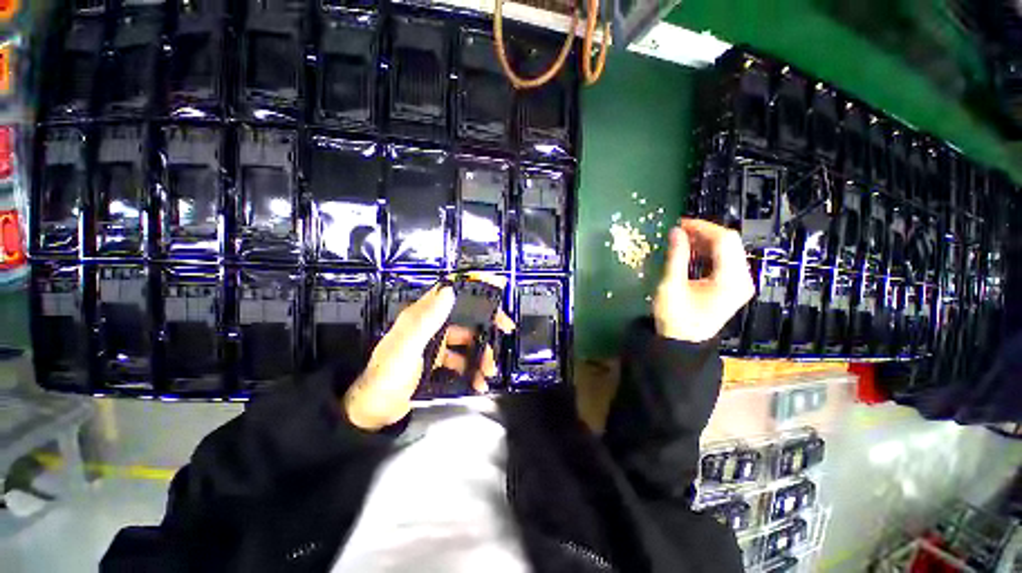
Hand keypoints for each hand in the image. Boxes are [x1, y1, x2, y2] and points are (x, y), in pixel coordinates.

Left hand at [343, 284, 513, 431]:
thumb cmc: (387, 377)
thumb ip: (427, 319)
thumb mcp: (407, 347)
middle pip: (465, 316)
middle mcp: (430, 325)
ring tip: (489, 370)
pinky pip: (461, 360)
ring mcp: (435, 343)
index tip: (496, 284)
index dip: (473, 284)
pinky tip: (478, 382)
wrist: (373, 412)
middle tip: (506, 329)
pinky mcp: (437, 361)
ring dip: (481, 353)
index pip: (450, 290)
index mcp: (422, 316)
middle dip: (487, 323)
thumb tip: (449, 289)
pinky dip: (471, 369)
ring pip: (467, 340)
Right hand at [653, 218, 754, 342]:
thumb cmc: (675, 318)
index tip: (680, 223)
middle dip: (704, 233)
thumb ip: (676, 256)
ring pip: (729, 249)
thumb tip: (676, 232)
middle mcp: (742, 279)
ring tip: (683, 239)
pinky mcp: (734, 286)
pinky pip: (726, 260)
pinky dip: (709, 252)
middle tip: (679, 231)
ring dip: (706, 241)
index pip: (725, 240)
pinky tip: (693, 251)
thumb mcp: (671, 286)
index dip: (703, 227)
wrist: (683, 343)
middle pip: (730, 243)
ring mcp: (741, 283)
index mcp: (731, 280)